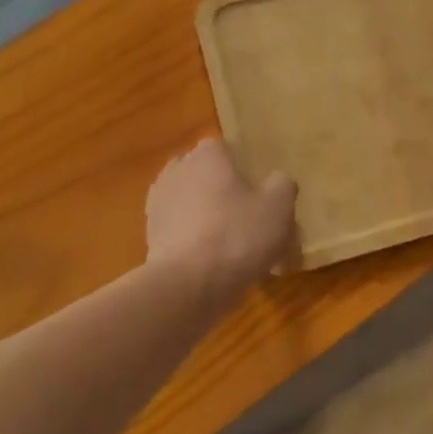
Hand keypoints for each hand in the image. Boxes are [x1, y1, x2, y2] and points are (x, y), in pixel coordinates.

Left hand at [146, 138, 298, 298]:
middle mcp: (177, 170)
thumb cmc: (238, 234)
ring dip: (207, 217)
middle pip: (206, 175)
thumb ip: (282, 185)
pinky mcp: (150, 236)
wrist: (188, 284)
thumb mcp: (279, 206)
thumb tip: (277, 181)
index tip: (258, 191)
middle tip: (248, 218)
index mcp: (207, 155)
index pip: (226, 149)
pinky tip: (214, 263)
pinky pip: (180, 230)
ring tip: (232, 246)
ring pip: (191, 203)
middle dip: (222, 191)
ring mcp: (158, 203)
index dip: (243, 168)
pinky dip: (194, 240)